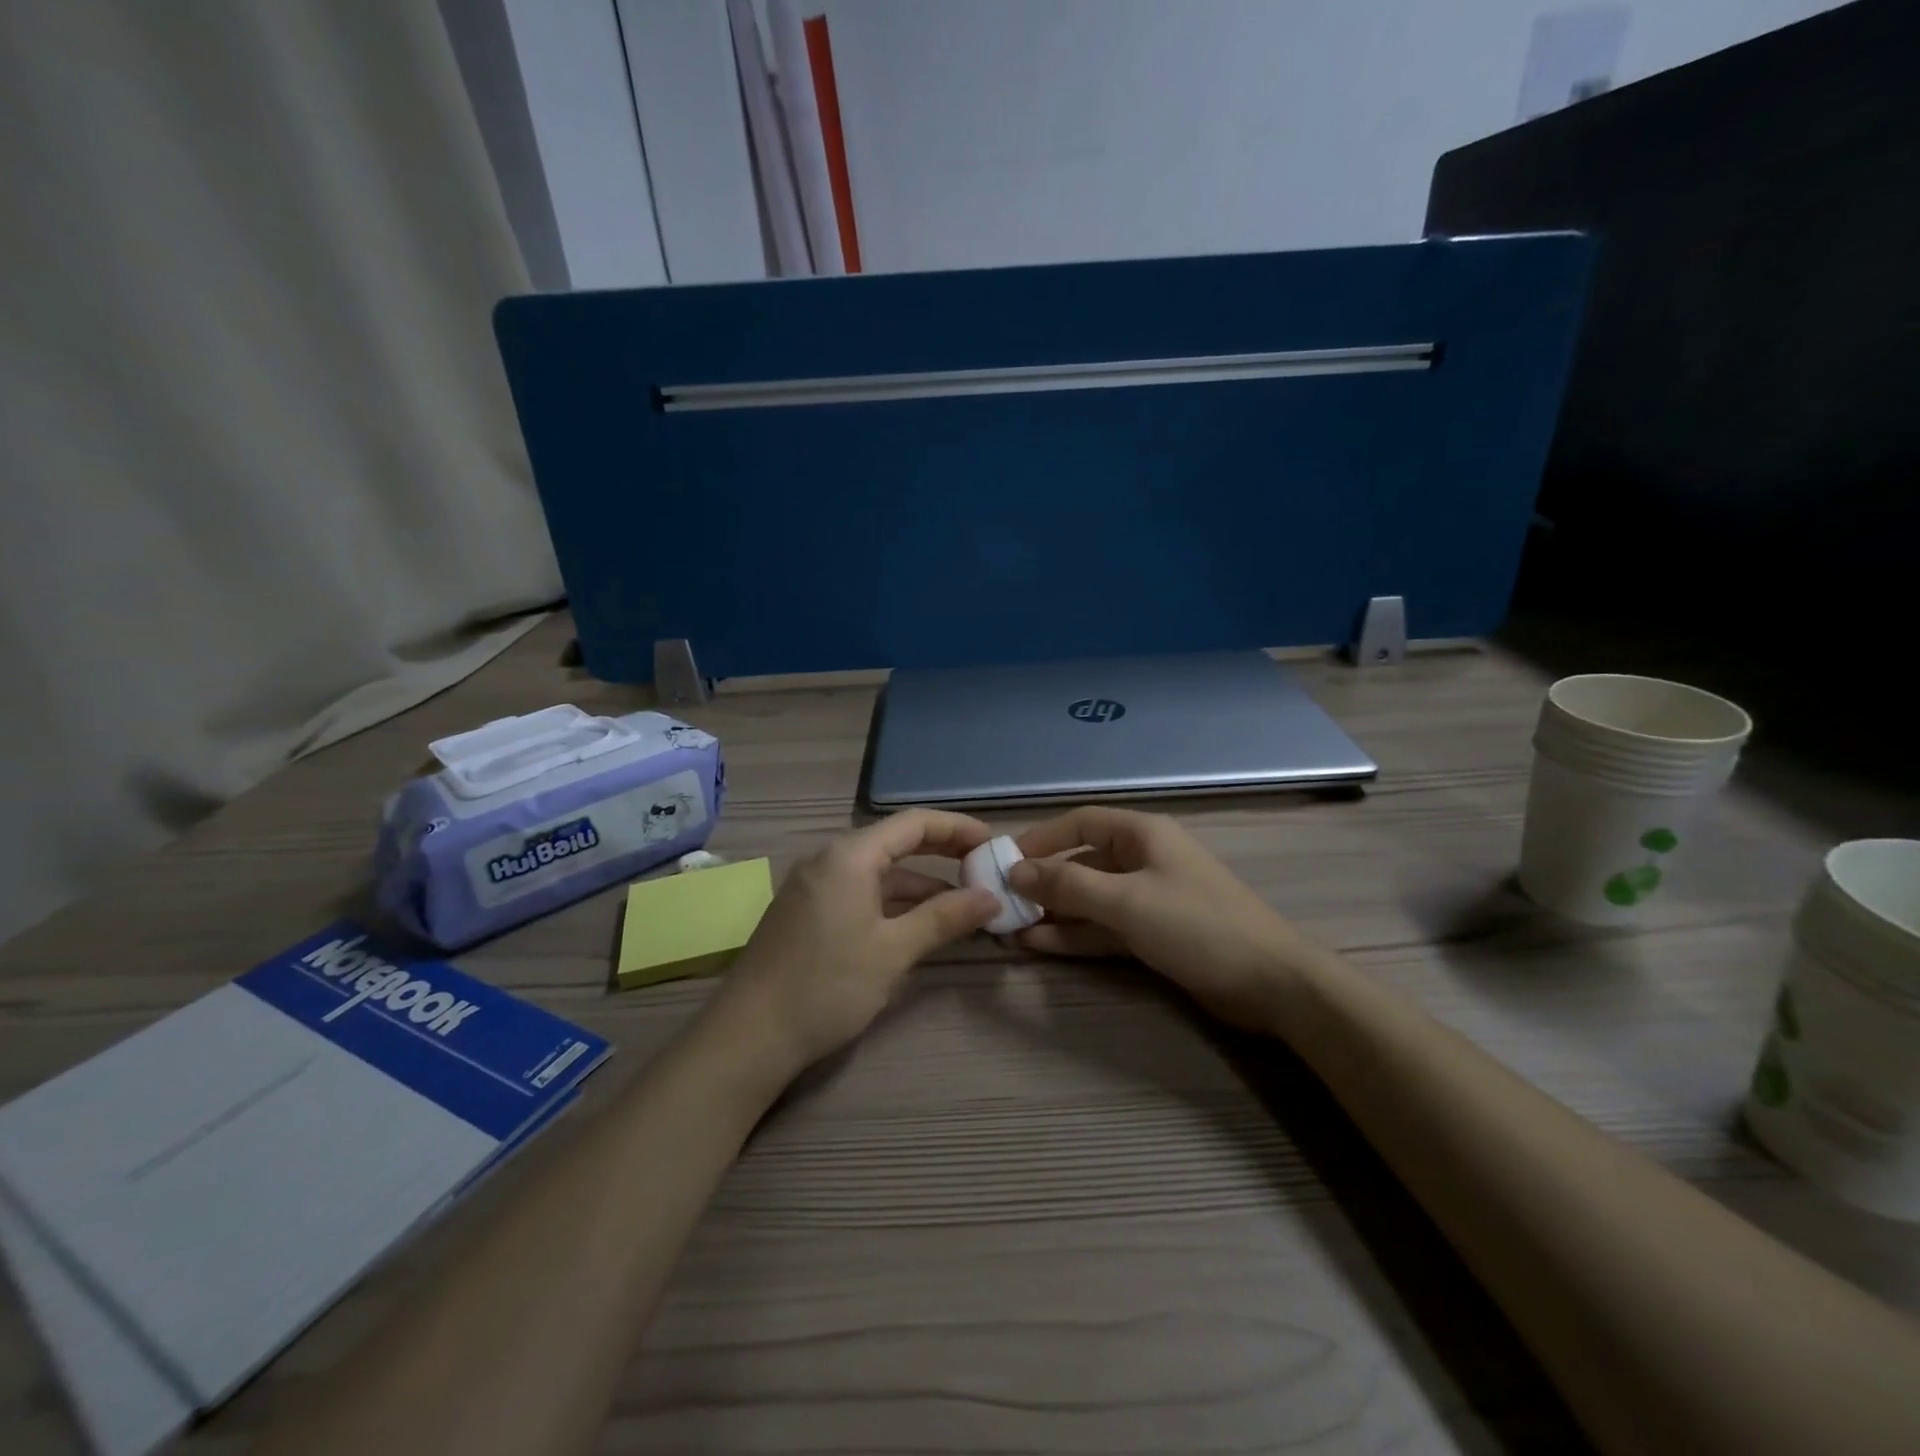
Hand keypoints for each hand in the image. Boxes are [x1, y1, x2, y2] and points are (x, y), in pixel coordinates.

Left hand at [709, 810, 1000, 1078]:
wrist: (748, 1037)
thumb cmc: (827, 986)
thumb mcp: (893, 951)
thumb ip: (944, 918)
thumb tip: (991, 897)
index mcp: (850, 856)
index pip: (915, 823)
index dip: (958, 828)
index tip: (994, 843)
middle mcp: (829, 860)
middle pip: (897, 843)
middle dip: (943, 855)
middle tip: (985, 871)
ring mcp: (815, 886)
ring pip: (879, 873)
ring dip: (921, 886)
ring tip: (964, 906)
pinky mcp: (807, 913)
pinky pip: (861, 893)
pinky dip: (894, 903)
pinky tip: (919, 926)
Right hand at [1007, 807, 1325, 1032]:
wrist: (1271, 983)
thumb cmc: (1197, 925)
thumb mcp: (1127, 900)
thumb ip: (1068, 884)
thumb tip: (1015, 871)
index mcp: (1142, 834)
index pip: (1080, 823)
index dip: (1040, 839)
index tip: (1003, 862)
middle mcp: (1142, 859)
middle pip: (1081, 862)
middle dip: (1043, 882)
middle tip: (1002, 904)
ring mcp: (1148, 898)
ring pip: (1090, 899)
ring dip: (1054, 912)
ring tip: (1011, 930)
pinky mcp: (1153, 933)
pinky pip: (1104, 927)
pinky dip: (1075, 934)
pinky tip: (1040, 945)